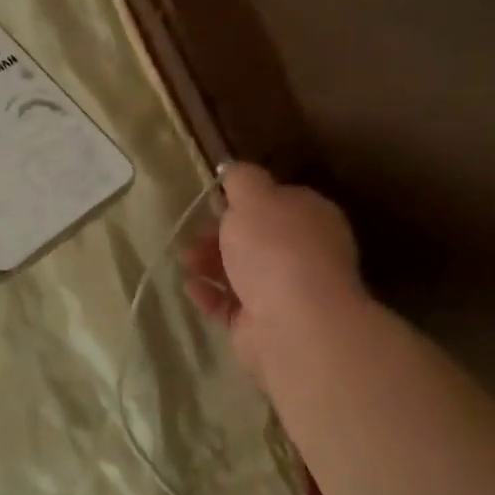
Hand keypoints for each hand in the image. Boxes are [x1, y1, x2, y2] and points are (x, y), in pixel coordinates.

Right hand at [183, 163, 363, 390]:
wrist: (293, 323)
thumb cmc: (275, 249)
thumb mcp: (254, 198)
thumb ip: (242, 180)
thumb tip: (234, 169)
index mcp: (310, 218)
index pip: (277, 203)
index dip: (245, 202)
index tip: (213, 203)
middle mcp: (302, 254)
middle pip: (255, 240)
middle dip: (220, 235)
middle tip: (192, 234)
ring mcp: (284, 292)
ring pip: (240, 272)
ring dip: (209, 263)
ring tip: (185, 261)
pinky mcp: (262, 325)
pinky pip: (230, 305)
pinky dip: (209, 295)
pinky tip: (190, 287)